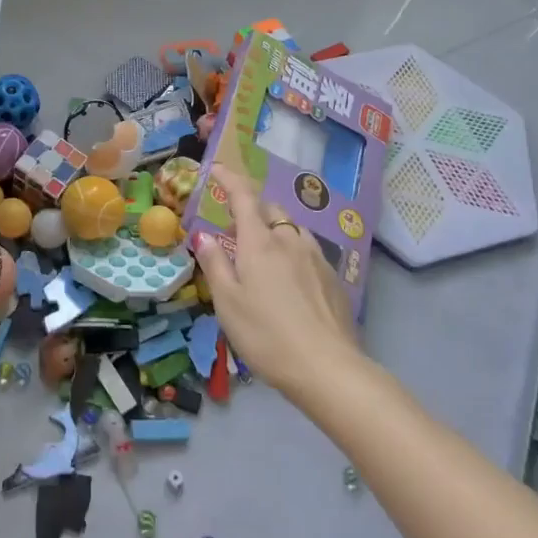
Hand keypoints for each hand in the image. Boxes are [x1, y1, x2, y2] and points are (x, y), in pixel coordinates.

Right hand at [193, 161, 360, 399]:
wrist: (328, 368)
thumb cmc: (266, 335)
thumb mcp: (227, 302)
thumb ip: (215, 264)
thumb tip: (203, 234)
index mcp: (259, 242)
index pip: (243, 196)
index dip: (229, 178)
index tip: (217, 169)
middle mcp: (290, 240)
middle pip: (271, 209)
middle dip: (253, 209)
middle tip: (235, 228)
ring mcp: (316, 258)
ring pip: (293, 229)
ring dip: (275, 230)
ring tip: (264, 255)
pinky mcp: (333, 278)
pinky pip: (308, 251)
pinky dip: (293, 252)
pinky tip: (290, 280)